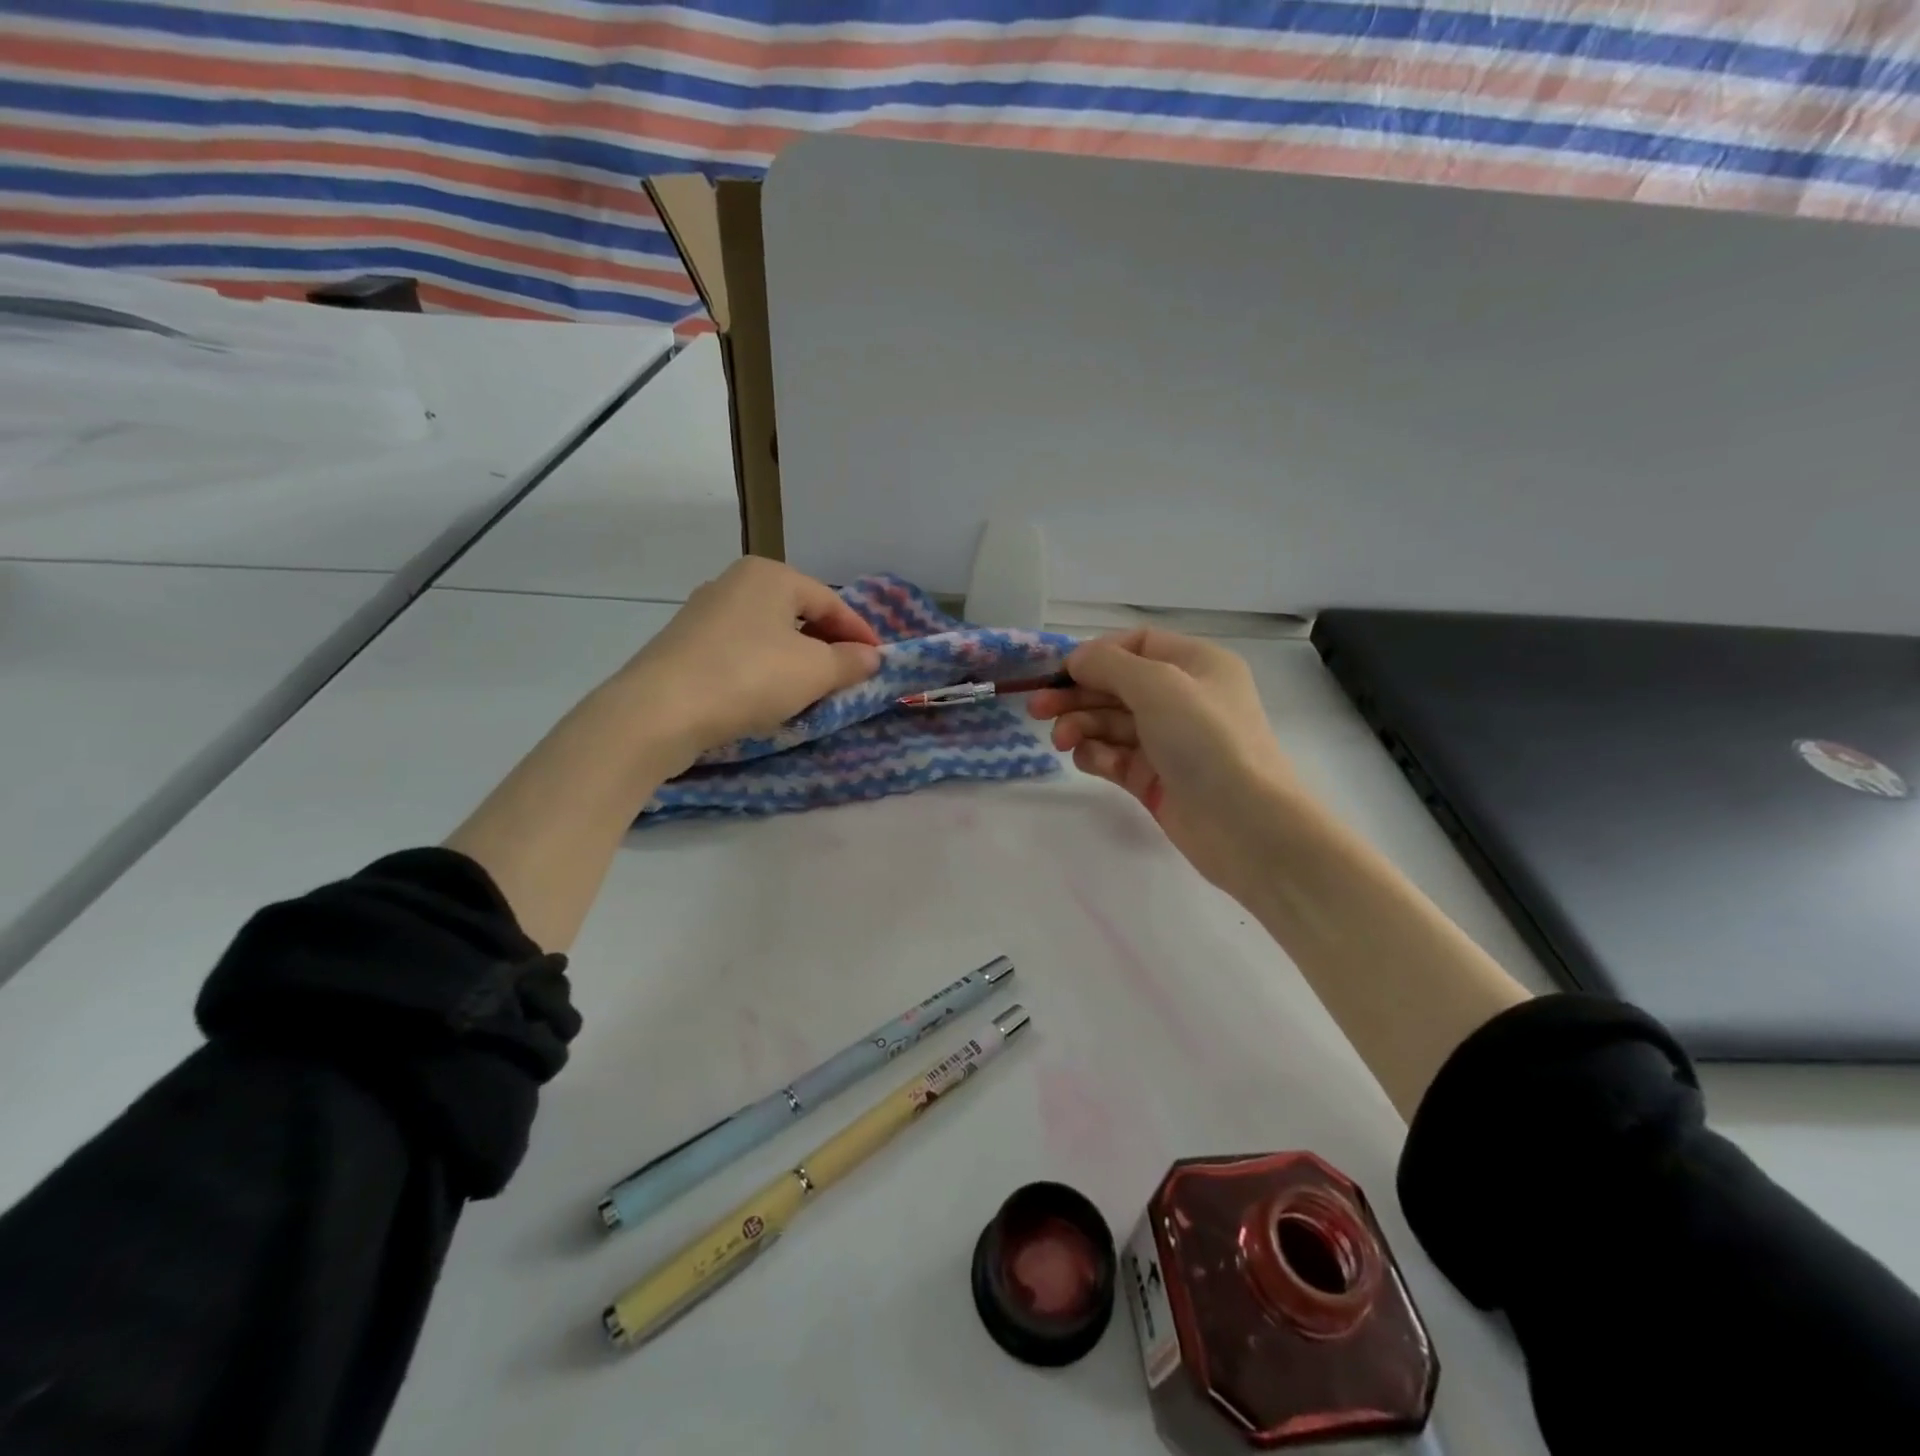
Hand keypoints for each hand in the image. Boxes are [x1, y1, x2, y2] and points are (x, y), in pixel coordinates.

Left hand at [620, 558, 881, 761]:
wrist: (659, 711)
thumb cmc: (749, 677)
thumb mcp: (814, 671)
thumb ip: (850, 662)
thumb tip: (872, 657)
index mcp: (770, 575)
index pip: (830, 601)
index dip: (860, 633)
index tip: (878, 663)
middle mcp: (734, 583)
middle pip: (798, 615)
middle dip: (827, 646)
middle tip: (848, 677)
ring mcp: (704, 613)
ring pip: (768, 634)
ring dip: (796, 660)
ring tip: (813, 690)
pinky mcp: (684, 645)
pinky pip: (741, 652)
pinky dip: (764, 669)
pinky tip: (769, 696)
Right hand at [1028, 629, 1298, 896]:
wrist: (1245, 825)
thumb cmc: (1207, 740)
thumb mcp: (1159, 686)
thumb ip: (1109, 665)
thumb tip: (1077, 658)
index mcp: (1196, 664)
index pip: (1136, 645)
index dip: (1097, 655)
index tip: (1061, 673)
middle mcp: (1183, 698)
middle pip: (1116, 686)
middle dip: (1077, 694)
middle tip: (1037, 710)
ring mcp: (1167, 741)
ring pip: (1110, 723)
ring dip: (1081, 726)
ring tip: (1062, 740)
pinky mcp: (1154, 778)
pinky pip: (1114, 756)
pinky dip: (1097, 755)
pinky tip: (1090, 760)